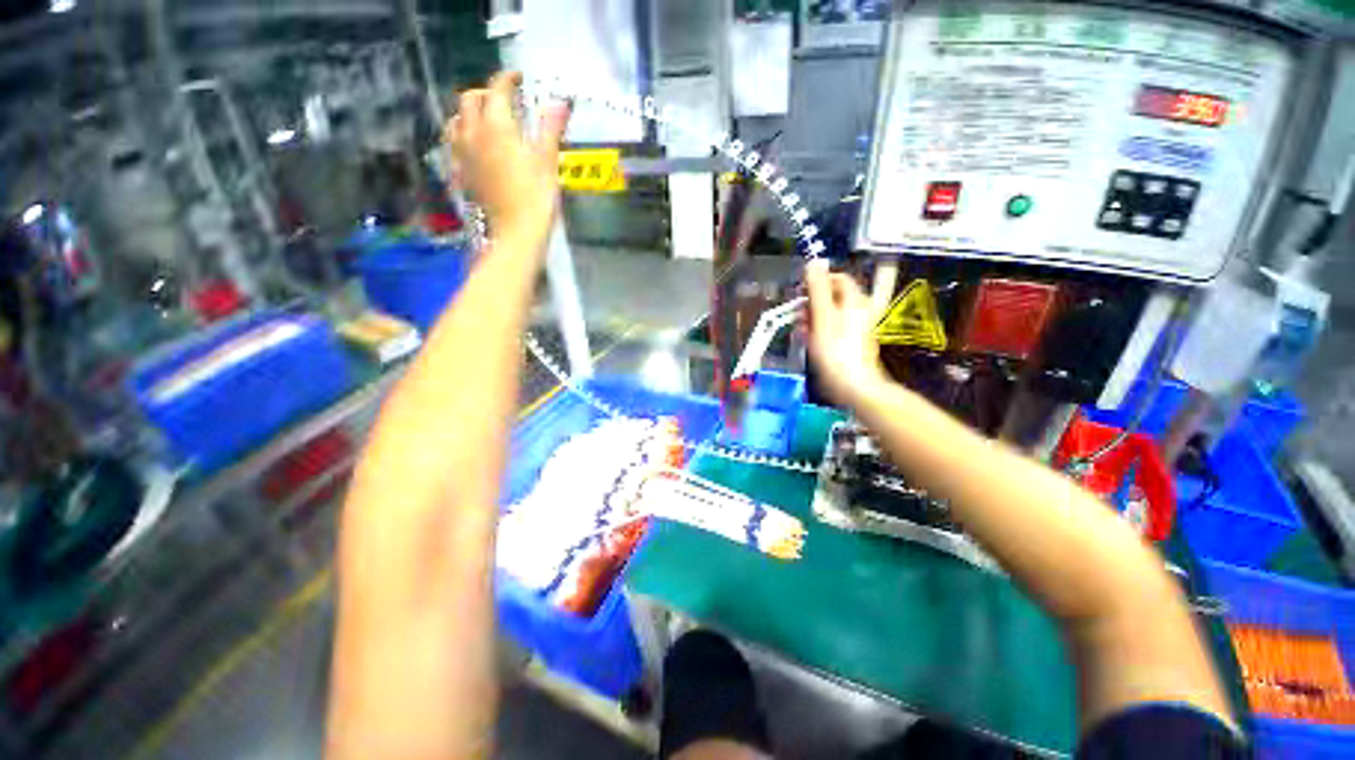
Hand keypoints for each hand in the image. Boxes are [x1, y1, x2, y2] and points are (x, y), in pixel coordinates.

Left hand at [447, 71, 570, 244]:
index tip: (517, 78)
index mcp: (497, 126)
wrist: (516, 233)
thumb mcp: (547, 162)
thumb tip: (560, 102)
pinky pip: (454, 145)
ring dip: (469, 113)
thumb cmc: (536, 198)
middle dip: (487, 93)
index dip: (507, 79)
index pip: (497, 90)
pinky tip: (473, 147)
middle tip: (505, 100)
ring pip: (456, 120)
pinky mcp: (462, 173)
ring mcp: (463, 154)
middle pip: (471, 99)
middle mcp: (473, 133)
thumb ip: (550, 129)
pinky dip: (463, 137)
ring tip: (485, 120)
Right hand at [804, 261, 887, 407]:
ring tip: (801, 329)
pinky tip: (809, 341)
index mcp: (854, 300)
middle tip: (798, 314)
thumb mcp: (822, 316)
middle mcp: (858, 310)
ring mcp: (855, 327)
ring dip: (812, 317)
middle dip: (812, 302)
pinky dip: (818, 330)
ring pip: (830, 313)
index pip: (836, 278)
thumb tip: (813, 263)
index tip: (799, 293)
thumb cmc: (835, 350)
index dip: (817, 281)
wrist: (853, 386)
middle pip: (832, 296)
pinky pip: (832, 328)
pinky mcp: (850, 342)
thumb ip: (817, 289)